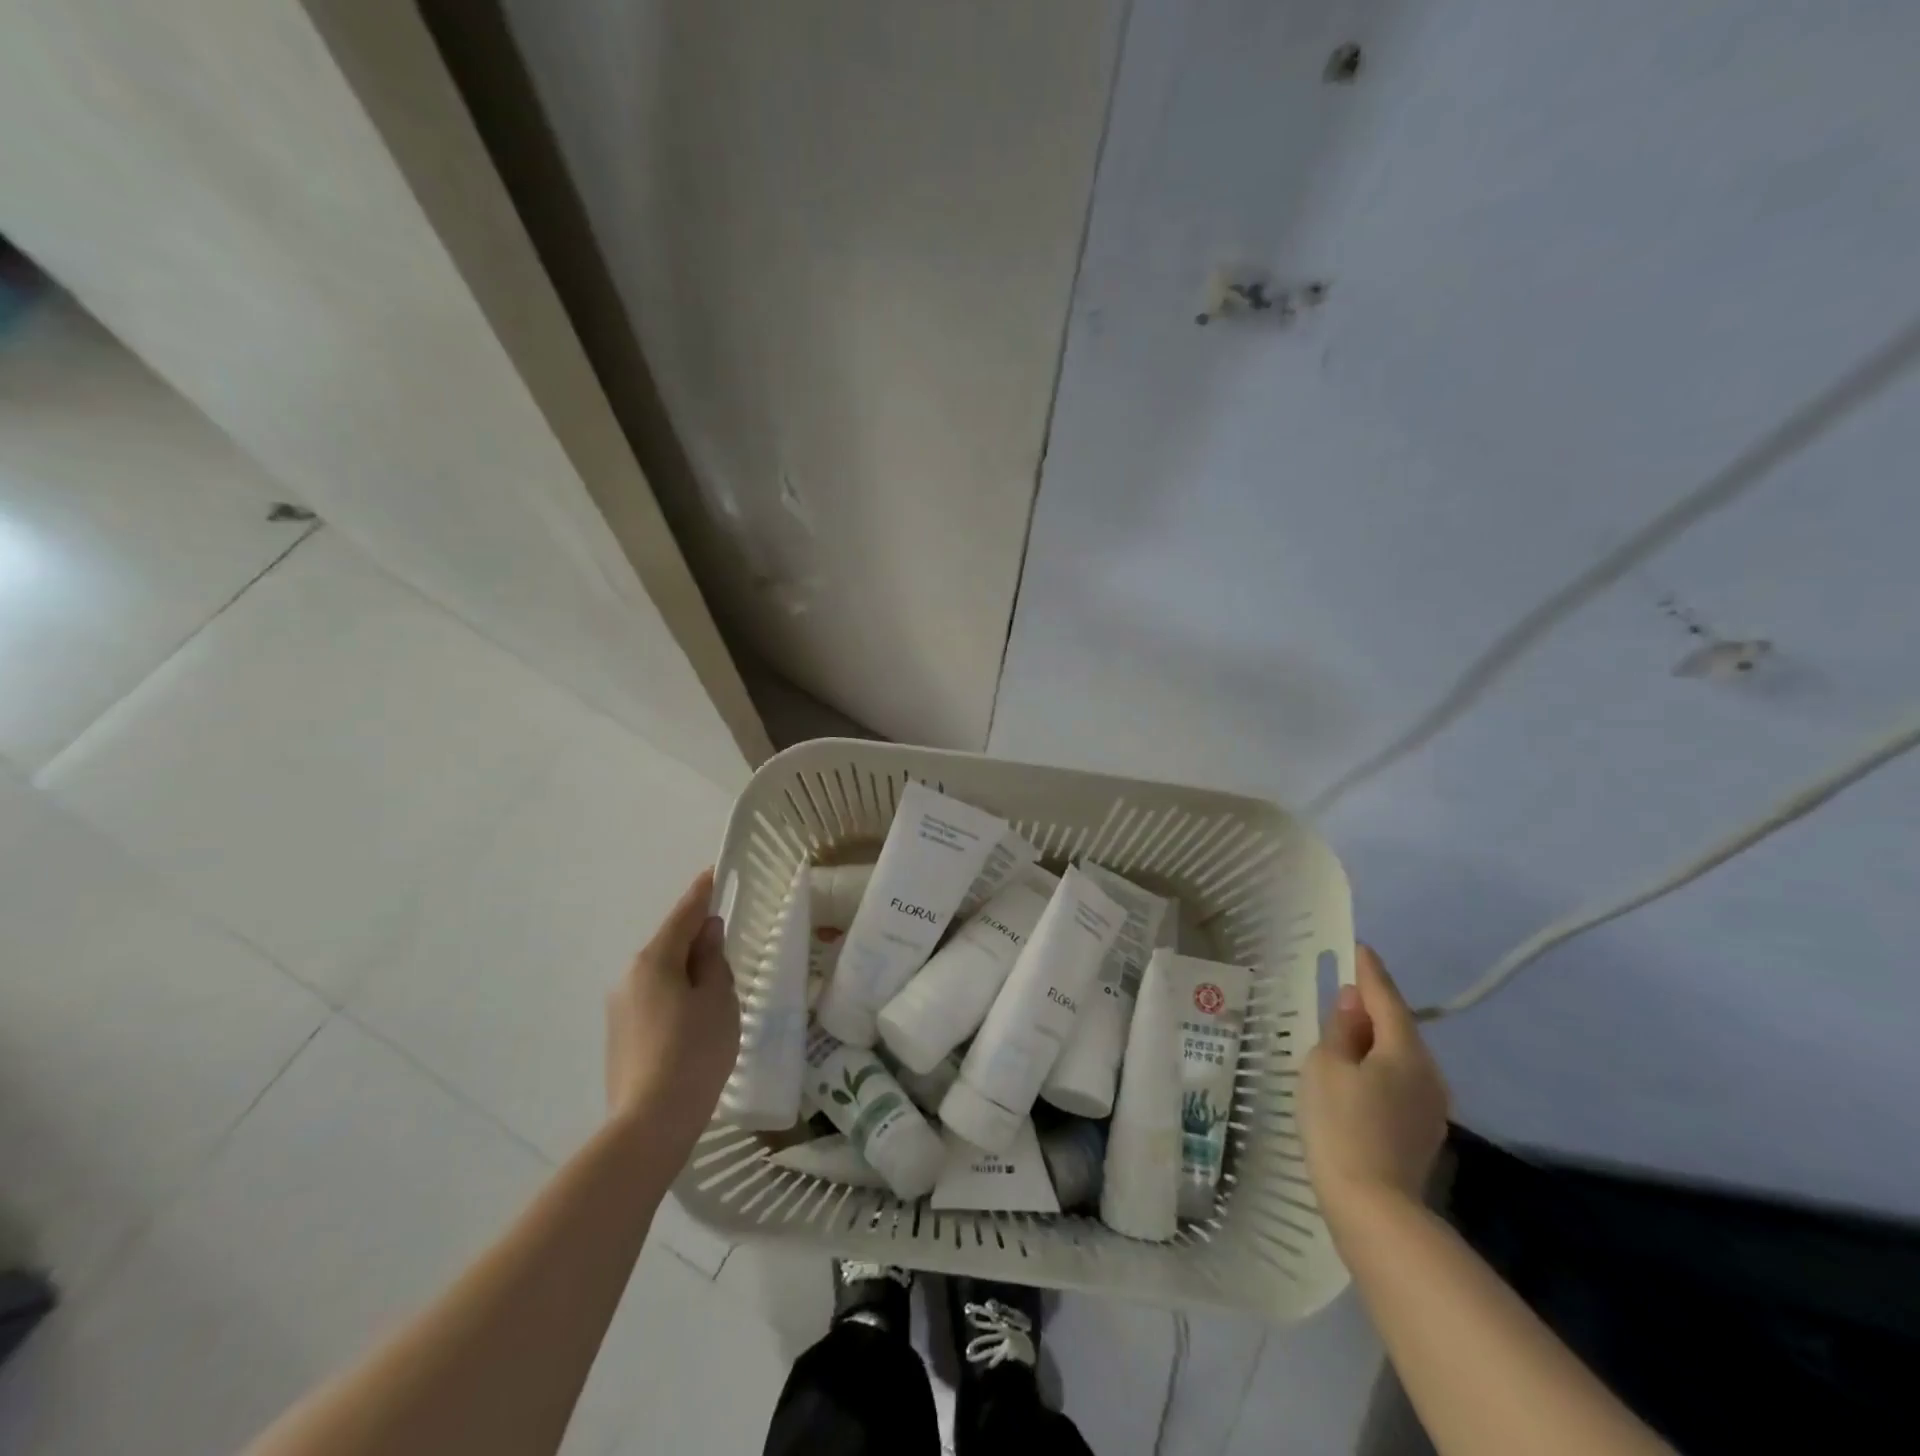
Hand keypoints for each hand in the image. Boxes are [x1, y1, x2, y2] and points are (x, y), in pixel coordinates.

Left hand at [604, 869, 739, 1160]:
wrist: (649, 1123)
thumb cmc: (694, 1052)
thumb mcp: (718, 999)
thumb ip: (713, 960)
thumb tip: (706, 933)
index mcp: (654, 961)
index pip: (683, 915)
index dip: (701, 893)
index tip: (713, 873)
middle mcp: (629, 977)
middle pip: (670, 945)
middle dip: (696, 941)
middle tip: (726, 948)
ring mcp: (619, 1008)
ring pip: (661, 976)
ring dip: (687, 973)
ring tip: (716, 995)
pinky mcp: (619, 1037)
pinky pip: (654, 1000)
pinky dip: (675, 998)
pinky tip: (694, 1024)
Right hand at [1302, 944, 1448, 1237]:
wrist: (1374, 1208)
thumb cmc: (1341, 1125)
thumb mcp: (1325, 1067)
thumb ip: (1339, 1030)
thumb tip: (1351, 1003)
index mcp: (1404, 1051)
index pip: (1386, 998)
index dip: (1369, 971)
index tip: (1359, 947)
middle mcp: (1428, 1073)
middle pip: (1398, 1027)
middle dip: (1372, 1007)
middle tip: (1343, 990)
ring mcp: (1430, 1106)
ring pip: (1400, 1057)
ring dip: (1375, 1040)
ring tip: (1345, 1032)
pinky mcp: (1422, 1132)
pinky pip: (1400, 1082)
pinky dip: (1379, 1068)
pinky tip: (1358, 1076)